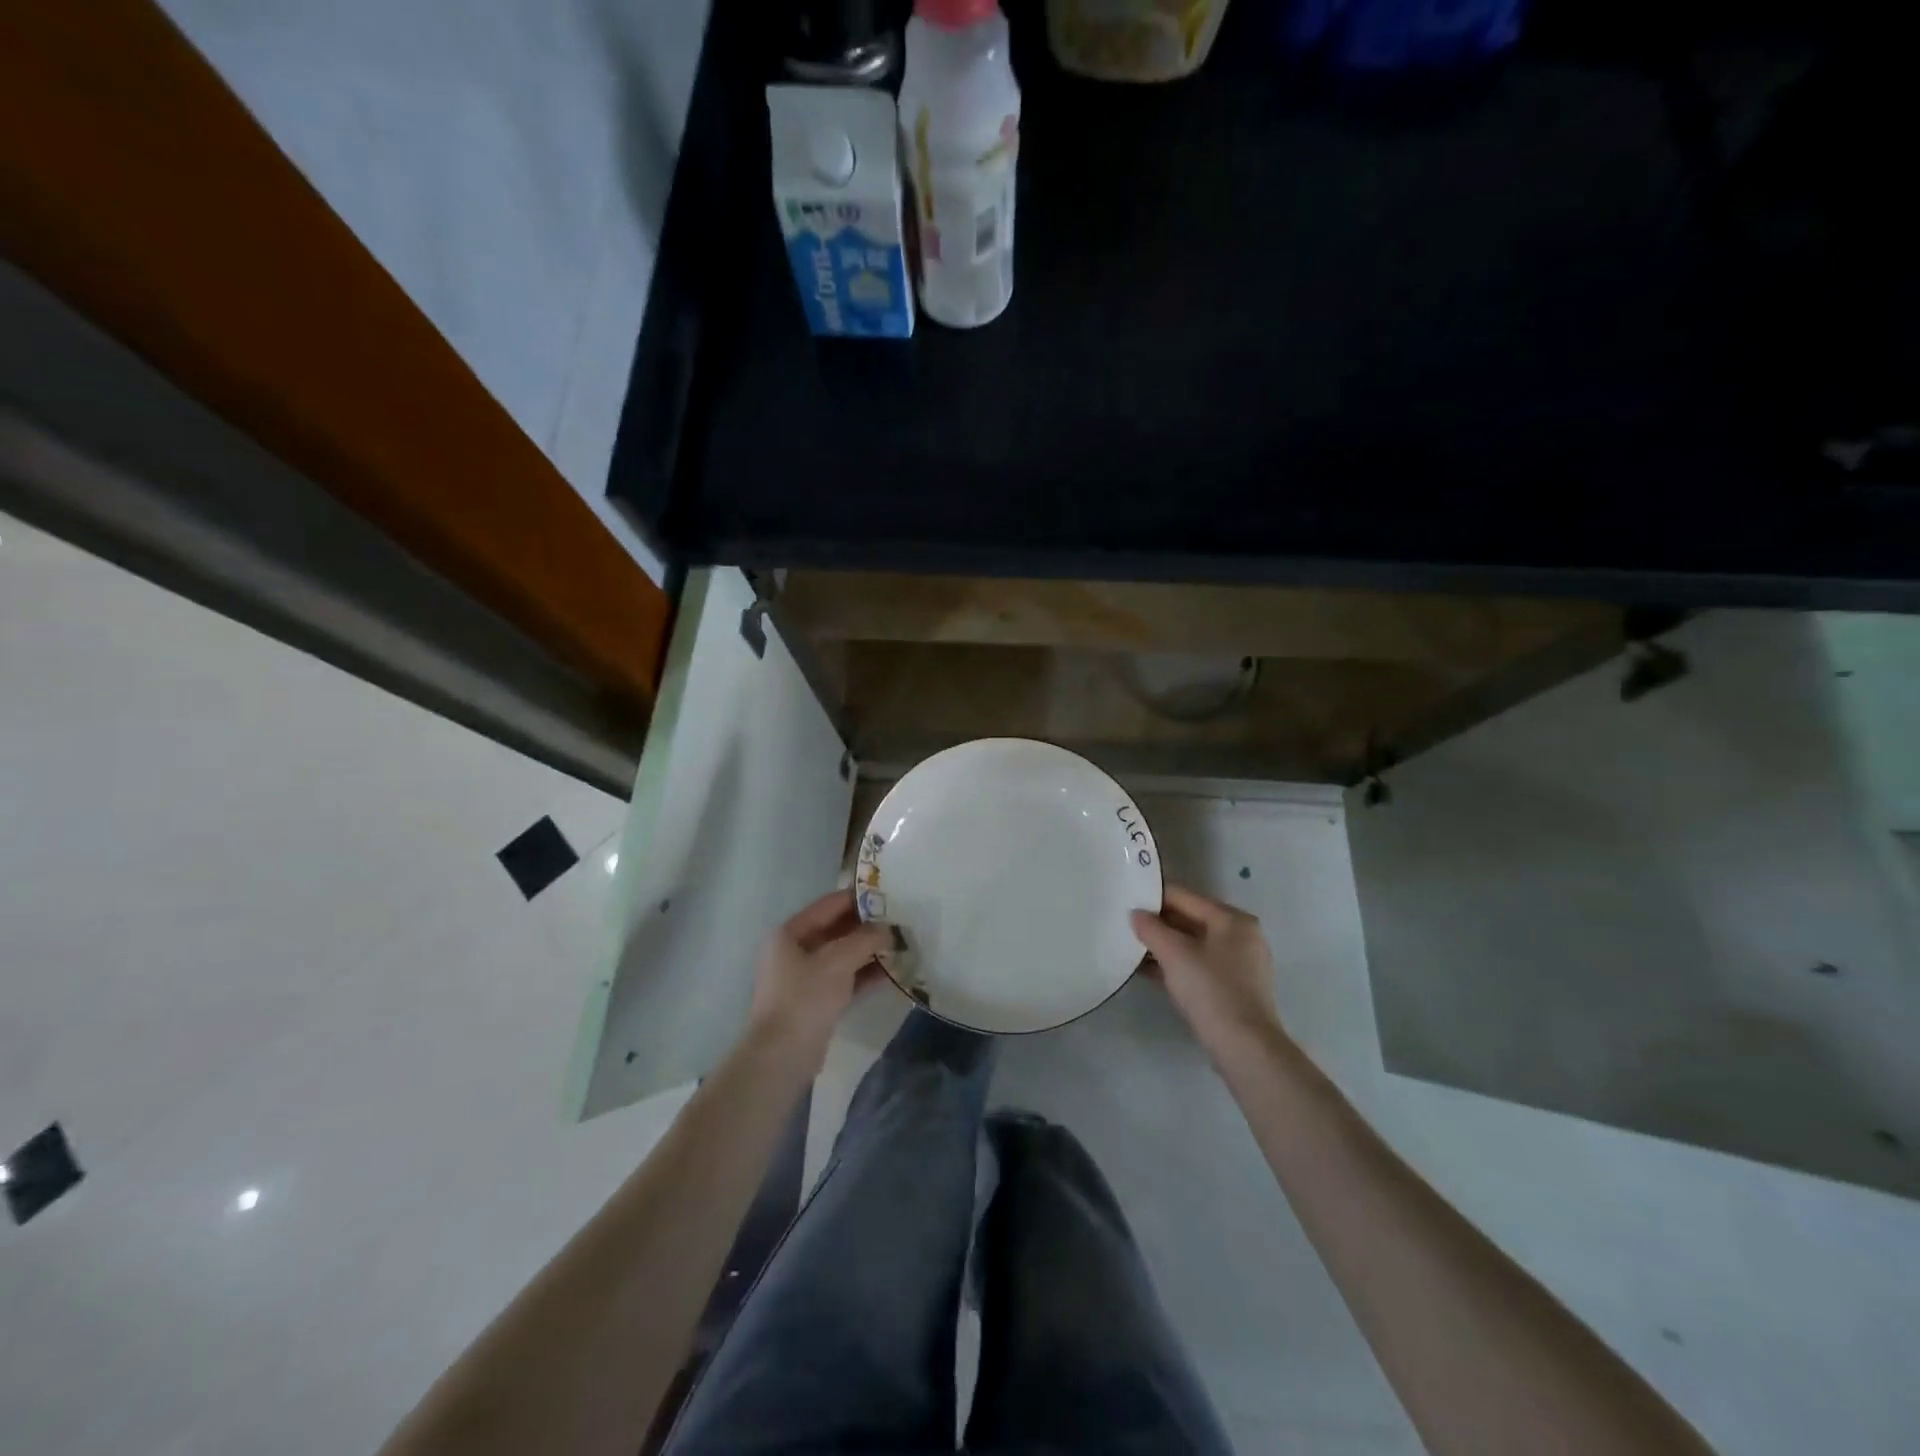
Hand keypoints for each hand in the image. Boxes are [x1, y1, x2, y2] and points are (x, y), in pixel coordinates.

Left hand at [748, 888, 892, 1065]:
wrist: (783, 1056)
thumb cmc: (805, 998)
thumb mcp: (838, 960)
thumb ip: (866, 938)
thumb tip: (888, 929)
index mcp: (790, 933)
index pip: (829, 905)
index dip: (858, 898)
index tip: (889, 894)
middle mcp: (794, 950)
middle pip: (836, 929)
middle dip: (867, 926)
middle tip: (900, 920)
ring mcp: (804, 977)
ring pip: (842, 955)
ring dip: (869, 950)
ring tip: (901, 944)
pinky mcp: (816, 1001)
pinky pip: (845, 978)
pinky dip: (865, 973)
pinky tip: (892, 971)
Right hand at [1131, 885, 1286, 1062]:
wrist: (1244, 1048)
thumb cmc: (1211, 990)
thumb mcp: (1174, 954)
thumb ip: (1151, 928)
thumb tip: (1136, 914)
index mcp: (1232, 919)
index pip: (1184, 897)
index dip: (1153, 897)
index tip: (1125, 900)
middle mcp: (1240, 936)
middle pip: (1190, 919)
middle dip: (1158, 923)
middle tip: (1125, 925)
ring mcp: (1240, 964)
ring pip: (1193, 945)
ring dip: (1164, 946)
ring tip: (1131, 947)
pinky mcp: (1234, 988)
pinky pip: (1198, 965)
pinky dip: (1176, 965)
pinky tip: (1148, 971)